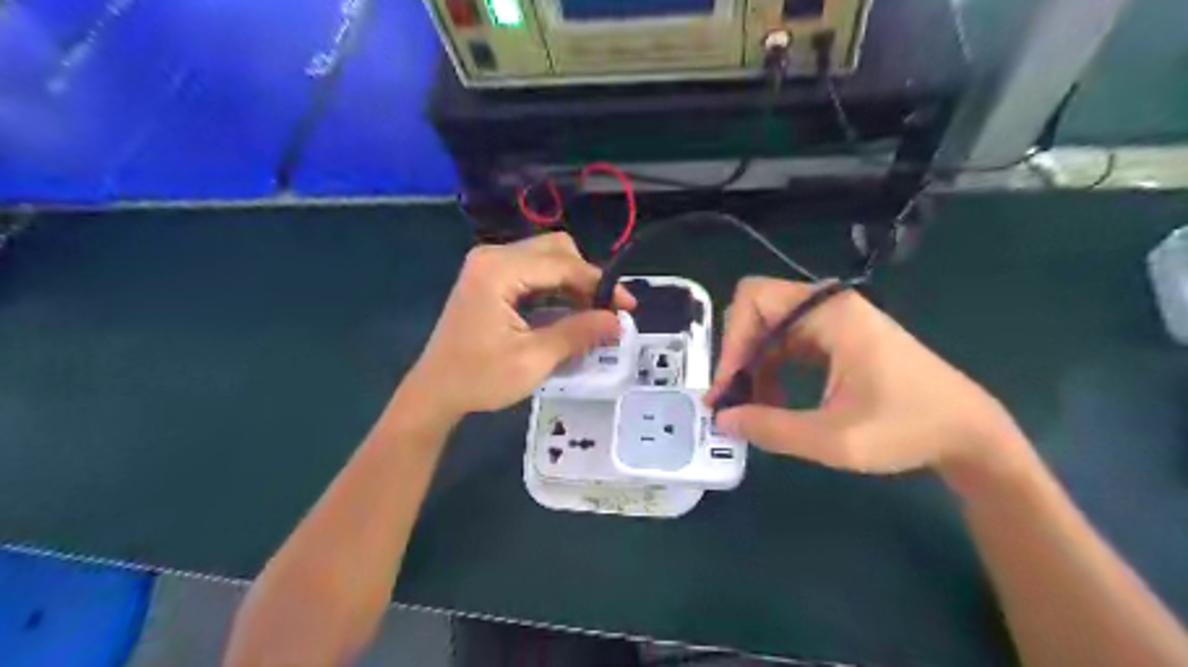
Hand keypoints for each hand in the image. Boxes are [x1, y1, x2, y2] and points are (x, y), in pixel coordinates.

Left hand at [403, 234, 635, 422]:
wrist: (434, 392)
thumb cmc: (479, 378)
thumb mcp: (534, 360)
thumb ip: (578, 333)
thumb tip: (619, 321)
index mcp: (498, 270)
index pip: (563, 264)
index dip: (600, 283)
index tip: (628, 307)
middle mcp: (493, 256)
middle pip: (556, 250)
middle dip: (587, 278)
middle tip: (605, 311)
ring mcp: (489, 264)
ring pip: (547, 258)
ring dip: (573, 282)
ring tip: (592, 314)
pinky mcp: (490, 277)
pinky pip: (533, 270)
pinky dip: (556, 287)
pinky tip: (568, 311)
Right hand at [704, 278, 1031, 475]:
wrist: (969, 434)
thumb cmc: (907, 429)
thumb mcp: (834, 439)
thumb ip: (772, 428)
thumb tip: (722, 419)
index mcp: (830, 314)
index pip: (754, 300)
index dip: (731, 341)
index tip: (725, 389)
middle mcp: (829, 306)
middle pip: (758, 311)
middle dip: (738, 354)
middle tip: (731, 398)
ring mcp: (835, 321)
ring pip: (770, 329)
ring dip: (754, 366)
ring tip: (753, 409)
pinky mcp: (838, 338)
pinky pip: (788, 343)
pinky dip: (772, 369)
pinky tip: (776, 403)